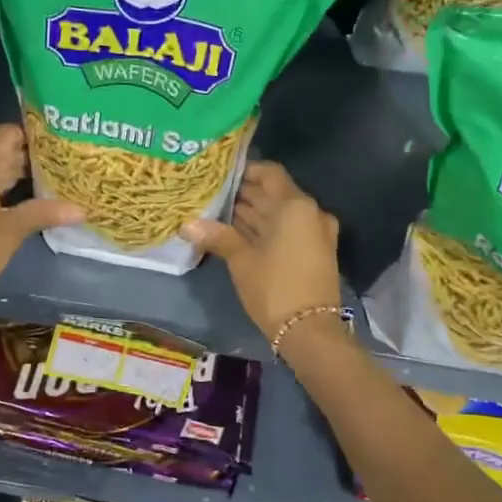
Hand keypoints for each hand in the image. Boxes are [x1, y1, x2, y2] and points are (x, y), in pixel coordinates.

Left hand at [0, 124, 83, 316]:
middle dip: (25, 161)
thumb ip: (43, 212)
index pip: (7, 134)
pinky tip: (13, 203)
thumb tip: (81, 209)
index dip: (33, 137)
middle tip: (59, 168)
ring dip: (8, 177)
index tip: (58, 145)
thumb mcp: (11, 231)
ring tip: (43, 185)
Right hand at [183, 161, 341, 342]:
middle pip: (274, 193)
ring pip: (280, 213)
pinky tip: (238, 233)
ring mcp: (315, 232)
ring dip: (253, 212)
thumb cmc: (274, 288)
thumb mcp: (242, 260)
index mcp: (295, 205)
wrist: (310, 331)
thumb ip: (217, 236)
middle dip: (244, 193)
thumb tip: (186, 224)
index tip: (220, 174)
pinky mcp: (315, 251)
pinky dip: (266, 228)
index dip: (245, 170)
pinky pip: (287, 230)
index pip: (269, 173)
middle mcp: (310, 212)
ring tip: (217, 211)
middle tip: (211, 193)